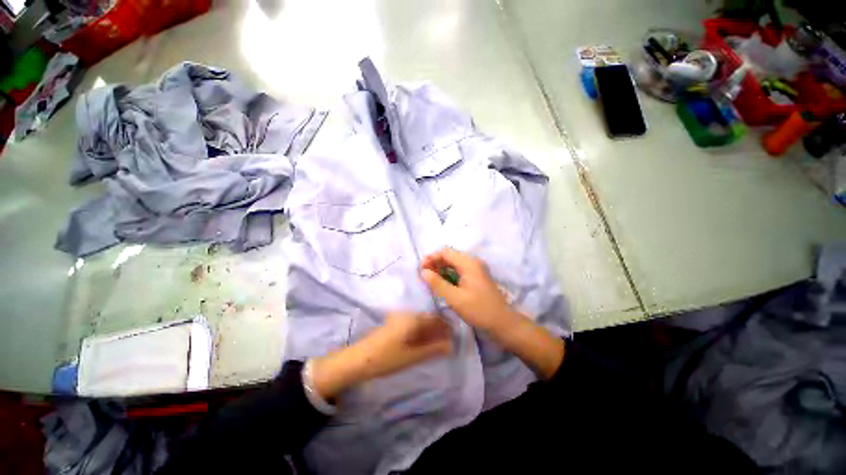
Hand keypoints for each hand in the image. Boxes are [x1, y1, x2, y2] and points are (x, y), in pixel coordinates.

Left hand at [310, 313, 451, 399]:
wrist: (359, 360)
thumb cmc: (387, 357)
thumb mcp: (413, 356)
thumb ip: (434, 349)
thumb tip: (451, 345)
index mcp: (413, 318)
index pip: (436, 318)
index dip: (446, 327)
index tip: (454, 337)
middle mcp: (407, 314)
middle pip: (428, 319)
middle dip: (438, 330)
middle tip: (447, 343)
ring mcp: (399, 318)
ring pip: (420, 322)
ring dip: (429, 332)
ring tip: (437, 345)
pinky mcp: (393, 324)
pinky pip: (412, 325)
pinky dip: (420, 333)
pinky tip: (422, 343)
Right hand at [421, 248, 565, 379]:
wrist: (502, 323)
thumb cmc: (479, 310)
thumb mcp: (455, 298)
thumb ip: (437, 283)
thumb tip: (423, 271)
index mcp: (468, 263)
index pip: (445, 252)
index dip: (431, 257)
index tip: (421, 269)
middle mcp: (472, 262)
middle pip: (450, 256)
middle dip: (435, 263)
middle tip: (424, 275)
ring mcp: (476, 269)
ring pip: (454, 264)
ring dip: (441, 269)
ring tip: (430, 280)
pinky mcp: (476, 277)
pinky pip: (459, 271)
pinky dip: (449, 275)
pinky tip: (442, 284)